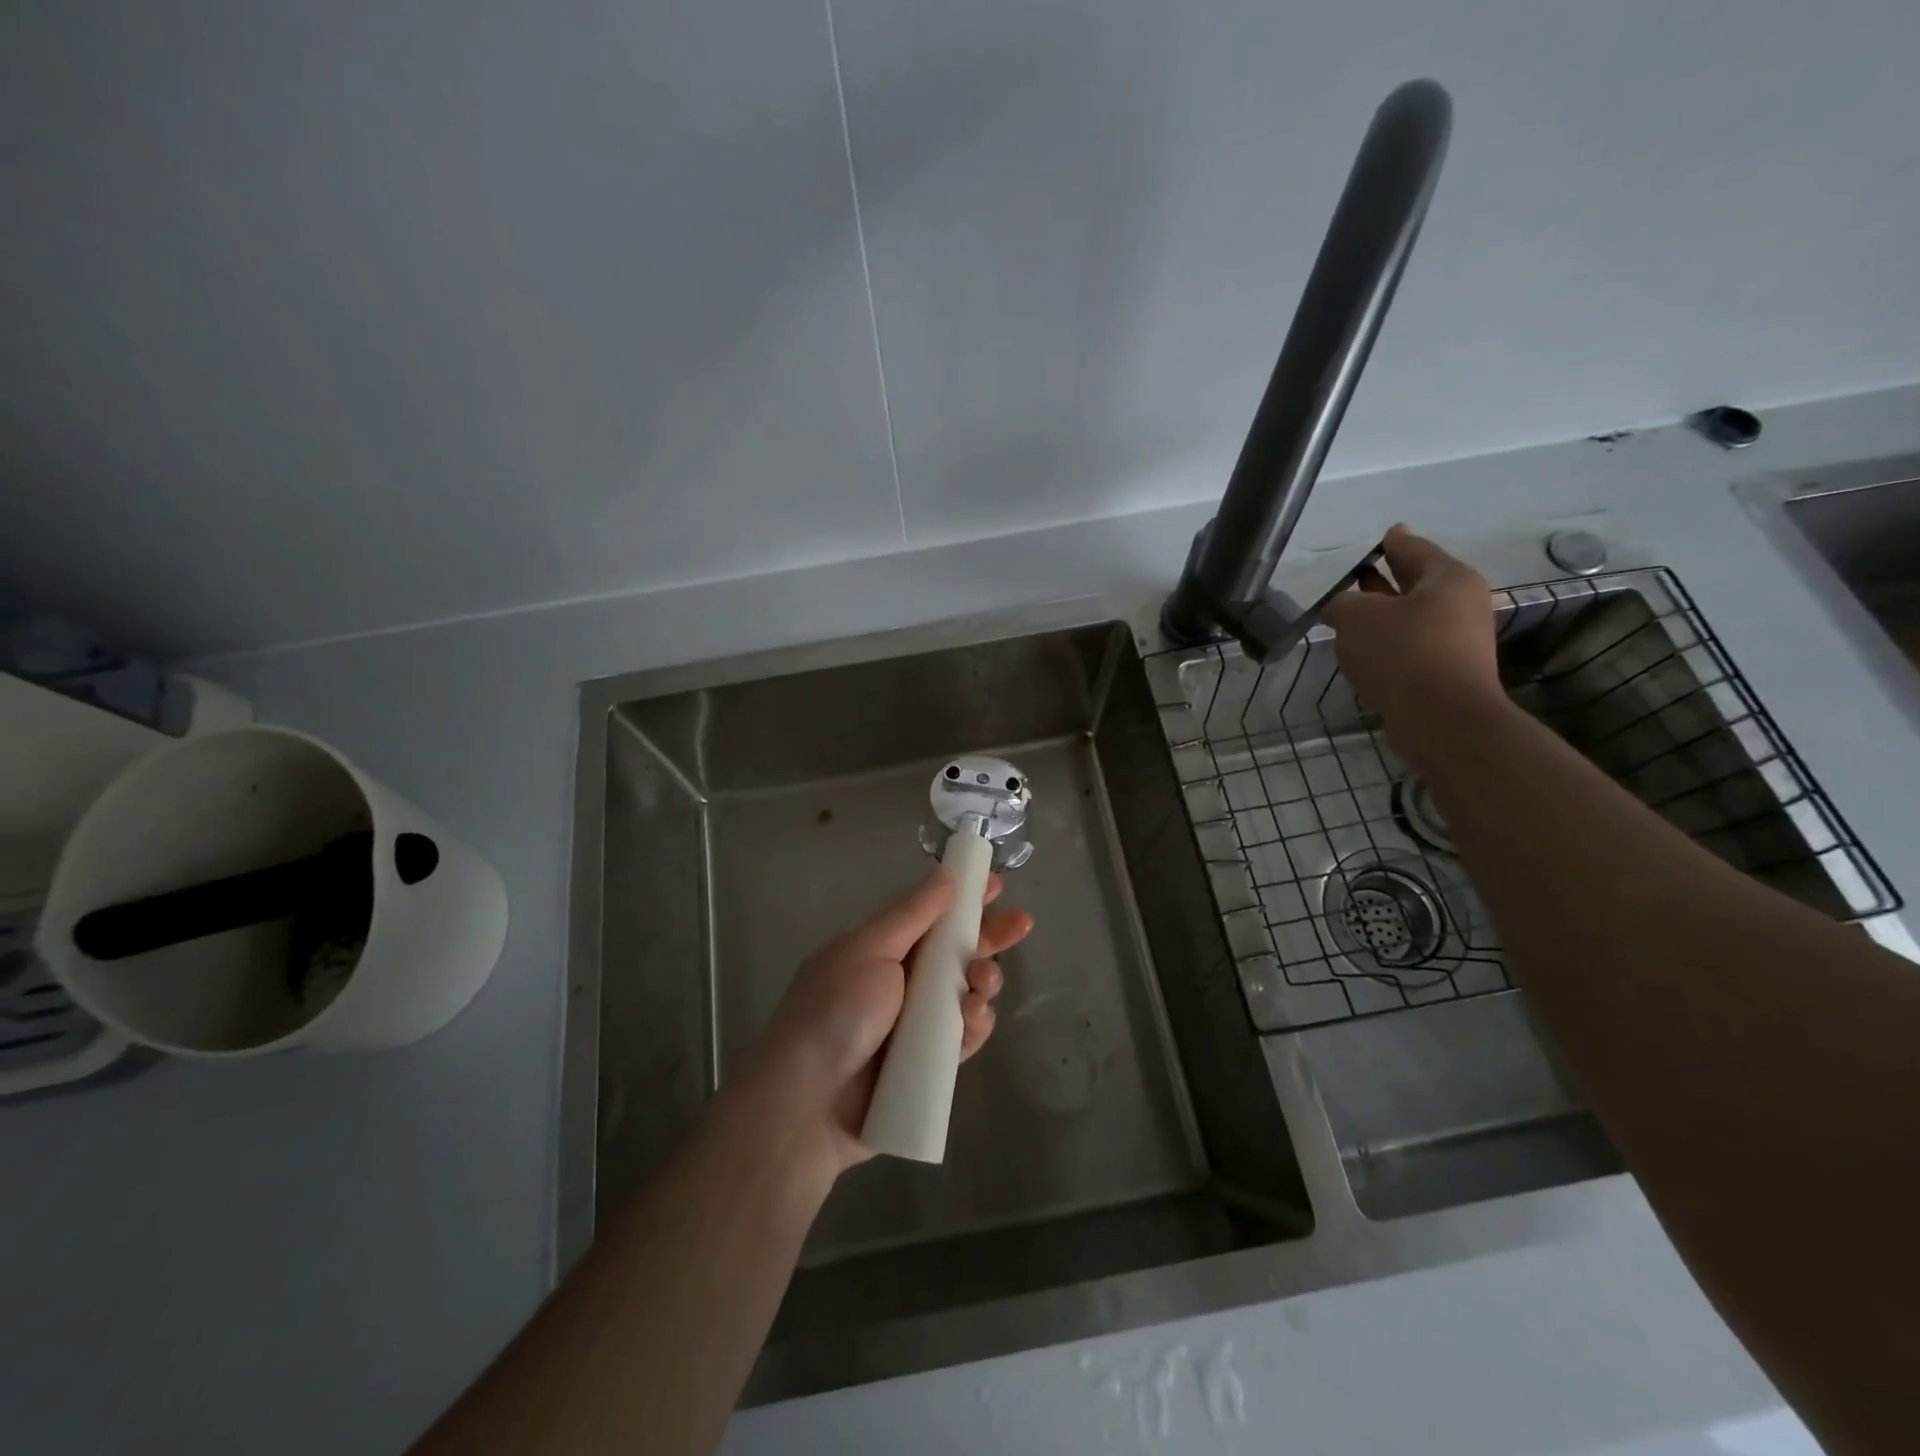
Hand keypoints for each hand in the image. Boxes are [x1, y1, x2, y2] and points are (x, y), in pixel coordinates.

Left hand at [745, 869, 1031, 1176]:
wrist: (807, 1105)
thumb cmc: (835, 1012)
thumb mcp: (870, 950)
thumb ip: (913, 914)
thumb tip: (945, 872)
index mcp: (879, 948)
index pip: (929, 914)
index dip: (963, 898)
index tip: (997, 885)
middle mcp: (898, 981)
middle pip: (954, 952)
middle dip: (989, 936)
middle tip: (1022, 925)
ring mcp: (913, 1024)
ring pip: (964, 993)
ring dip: (984, 981)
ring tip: (983, 985)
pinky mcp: (925, 1065)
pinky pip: (961, 1038)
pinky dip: (975, 1026)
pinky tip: (977, 1019)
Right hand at [1321, 524, 1504, 752]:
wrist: (1441, 718)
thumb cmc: (1402, 652)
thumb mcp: (1356, 617)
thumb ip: (1342, 603)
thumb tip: (1341, 607)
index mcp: (1447, 578)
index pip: (1414, 549)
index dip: (1394, 542)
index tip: (1385, 534)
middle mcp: (1460, 604)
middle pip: (1417, 583)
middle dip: (1386, 580)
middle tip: (1359, 575)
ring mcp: (1457, 640)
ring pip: (1413, 617)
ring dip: (1384, 615)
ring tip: (1351, 616)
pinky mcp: (1446, 671)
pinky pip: (1412, 646)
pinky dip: (1389, 643)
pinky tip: (1365, 650)